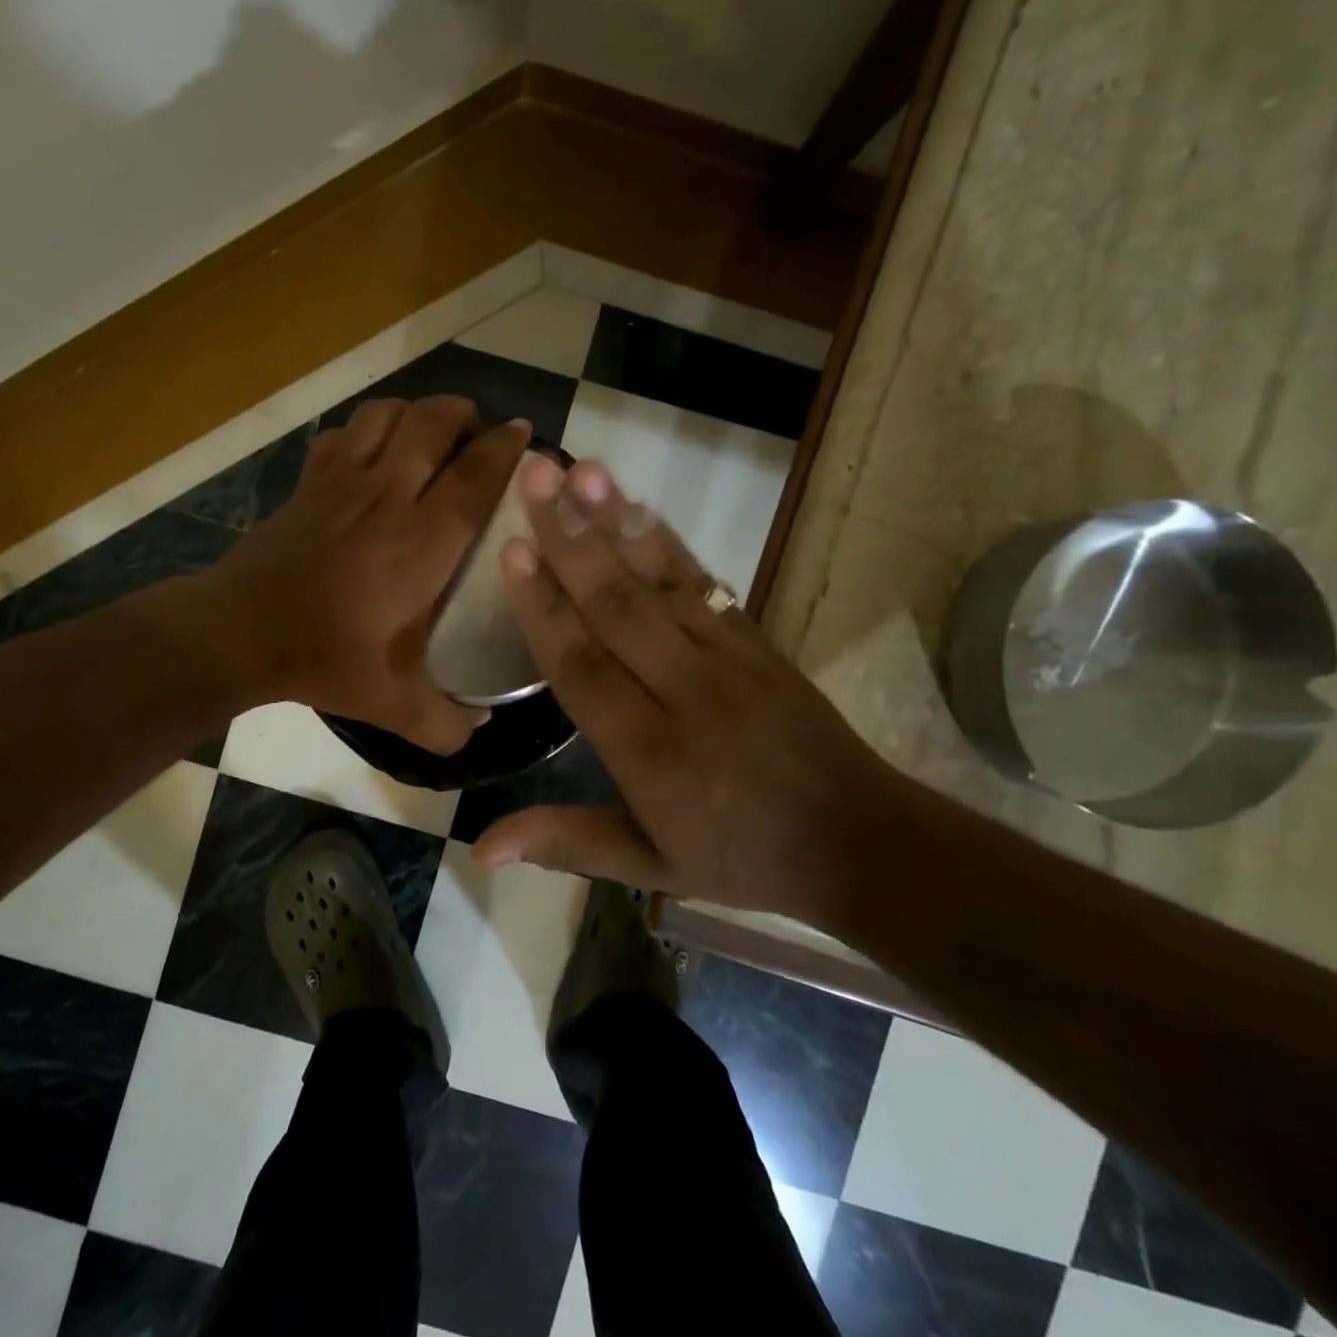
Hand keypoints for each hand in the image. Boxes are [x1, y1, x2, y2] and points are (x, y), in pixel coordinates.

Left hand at [207, 396, 531, 754]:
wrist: (239, 633)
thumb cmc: (324, 659)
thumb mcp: (393, 705)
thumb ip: (444, 723)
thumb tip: (480, 730)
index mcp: (422, 542)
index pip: (475, 474)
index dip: (506, 448)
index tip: (523, 435)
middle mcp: (388, 497)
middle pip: (434, 422)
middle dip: (465, 416)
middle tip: (476, 440)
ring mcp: (342, 482)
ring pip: (389, 414)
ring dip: (417, 414)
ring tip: (428, 438)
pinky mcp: (308, 482)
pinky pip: (344, 432)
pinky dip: (367, 429)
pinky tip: (372, 455)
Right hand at [469, 455, 905, 923]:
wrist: (857, 840)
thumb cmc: (740, 856)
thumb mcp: (649, 866)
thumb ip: (566, 844)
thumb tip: (479, 848)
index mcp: (648, 750)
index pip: (582, 666)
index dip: (544, 608)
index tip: (512, 552)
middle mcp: (682, 690)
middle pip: (617, 605)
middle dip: (570, 537)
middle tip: (534, 476)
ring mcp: (726, 656)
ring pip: (660, 580)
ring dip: (615, 521)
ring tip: (581, 470)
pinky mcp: (755, 639)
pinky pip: (703, 581)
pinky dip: (666, 541)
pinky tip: (637, 507)